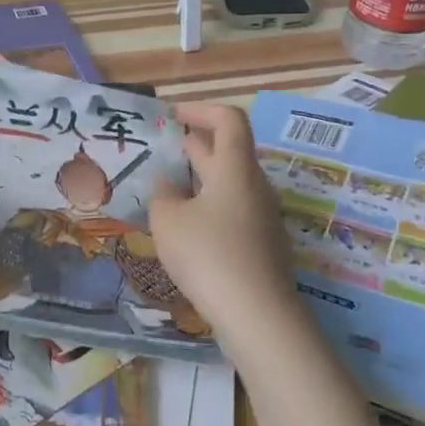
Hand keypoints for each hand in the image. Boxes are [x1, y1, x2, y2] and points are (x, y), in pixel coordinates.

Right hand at [150, 103, 296, 336]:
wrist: (258, 315)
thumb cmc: (209, 255)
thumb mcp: (169, 220)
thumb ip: (162, 194)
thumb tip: (167, 184)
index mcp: (235, 168)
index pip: (229, 120)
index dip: (201, 110)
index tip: (173, 116)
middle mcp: (254, 186)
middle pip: (229, 151)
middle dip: (196, 144)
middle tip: (164, 146)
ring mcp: (262, 217)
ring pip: (230, 183)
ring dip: (200, 177)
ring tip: (168, 185)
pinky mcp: (261, 245)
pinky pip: (233, 211)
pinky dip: (209, 205)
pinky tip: (186, 225)